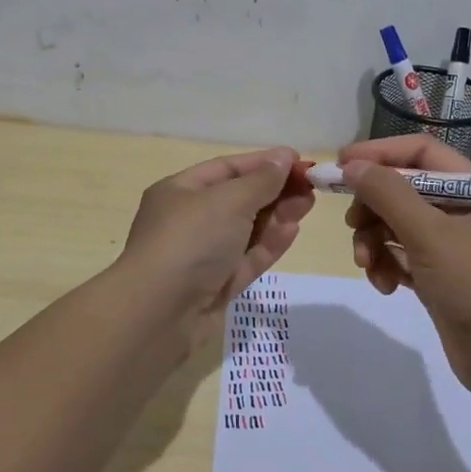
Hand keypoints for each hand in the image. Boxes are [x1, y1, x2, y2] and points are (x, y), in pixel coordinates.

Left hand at [119, 146, 315, 342]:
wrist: (159, 313)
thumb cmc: (190, 240)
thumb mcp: (228, 200)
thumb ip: (261, 180)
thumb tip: (283, 158)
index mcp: (180, 191)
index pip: (226, 169)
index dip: (262, 163)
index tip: (298, 161)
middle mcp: (188, 220)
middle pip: (238, 199)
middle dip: (274, 191)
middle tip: (311, 187)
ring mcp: (202, 256)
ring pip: (246, 230)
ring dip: (277, 216)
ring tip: (308, 204)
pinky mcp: (215, 286)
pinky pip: (246, 258)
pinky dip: (269, 244)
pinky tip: (292, 230)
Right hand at [340, 136, 470, 395]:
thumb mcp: (429, 234)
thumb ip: (388, 194)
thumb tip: (352, 165)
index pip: (420, 152)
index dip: (380, 153)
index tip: (341, 164)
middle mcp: (462, 210)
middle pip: (403, 189)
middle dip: (373, 207)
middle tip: (352, 224)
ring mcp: (452, 246)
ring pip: (397, 225)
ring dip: (374, 241)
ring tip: (368, 266)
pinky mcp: (440, 277)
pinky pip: (402, 256)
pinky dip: (387, 265)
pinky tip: (384, 286)